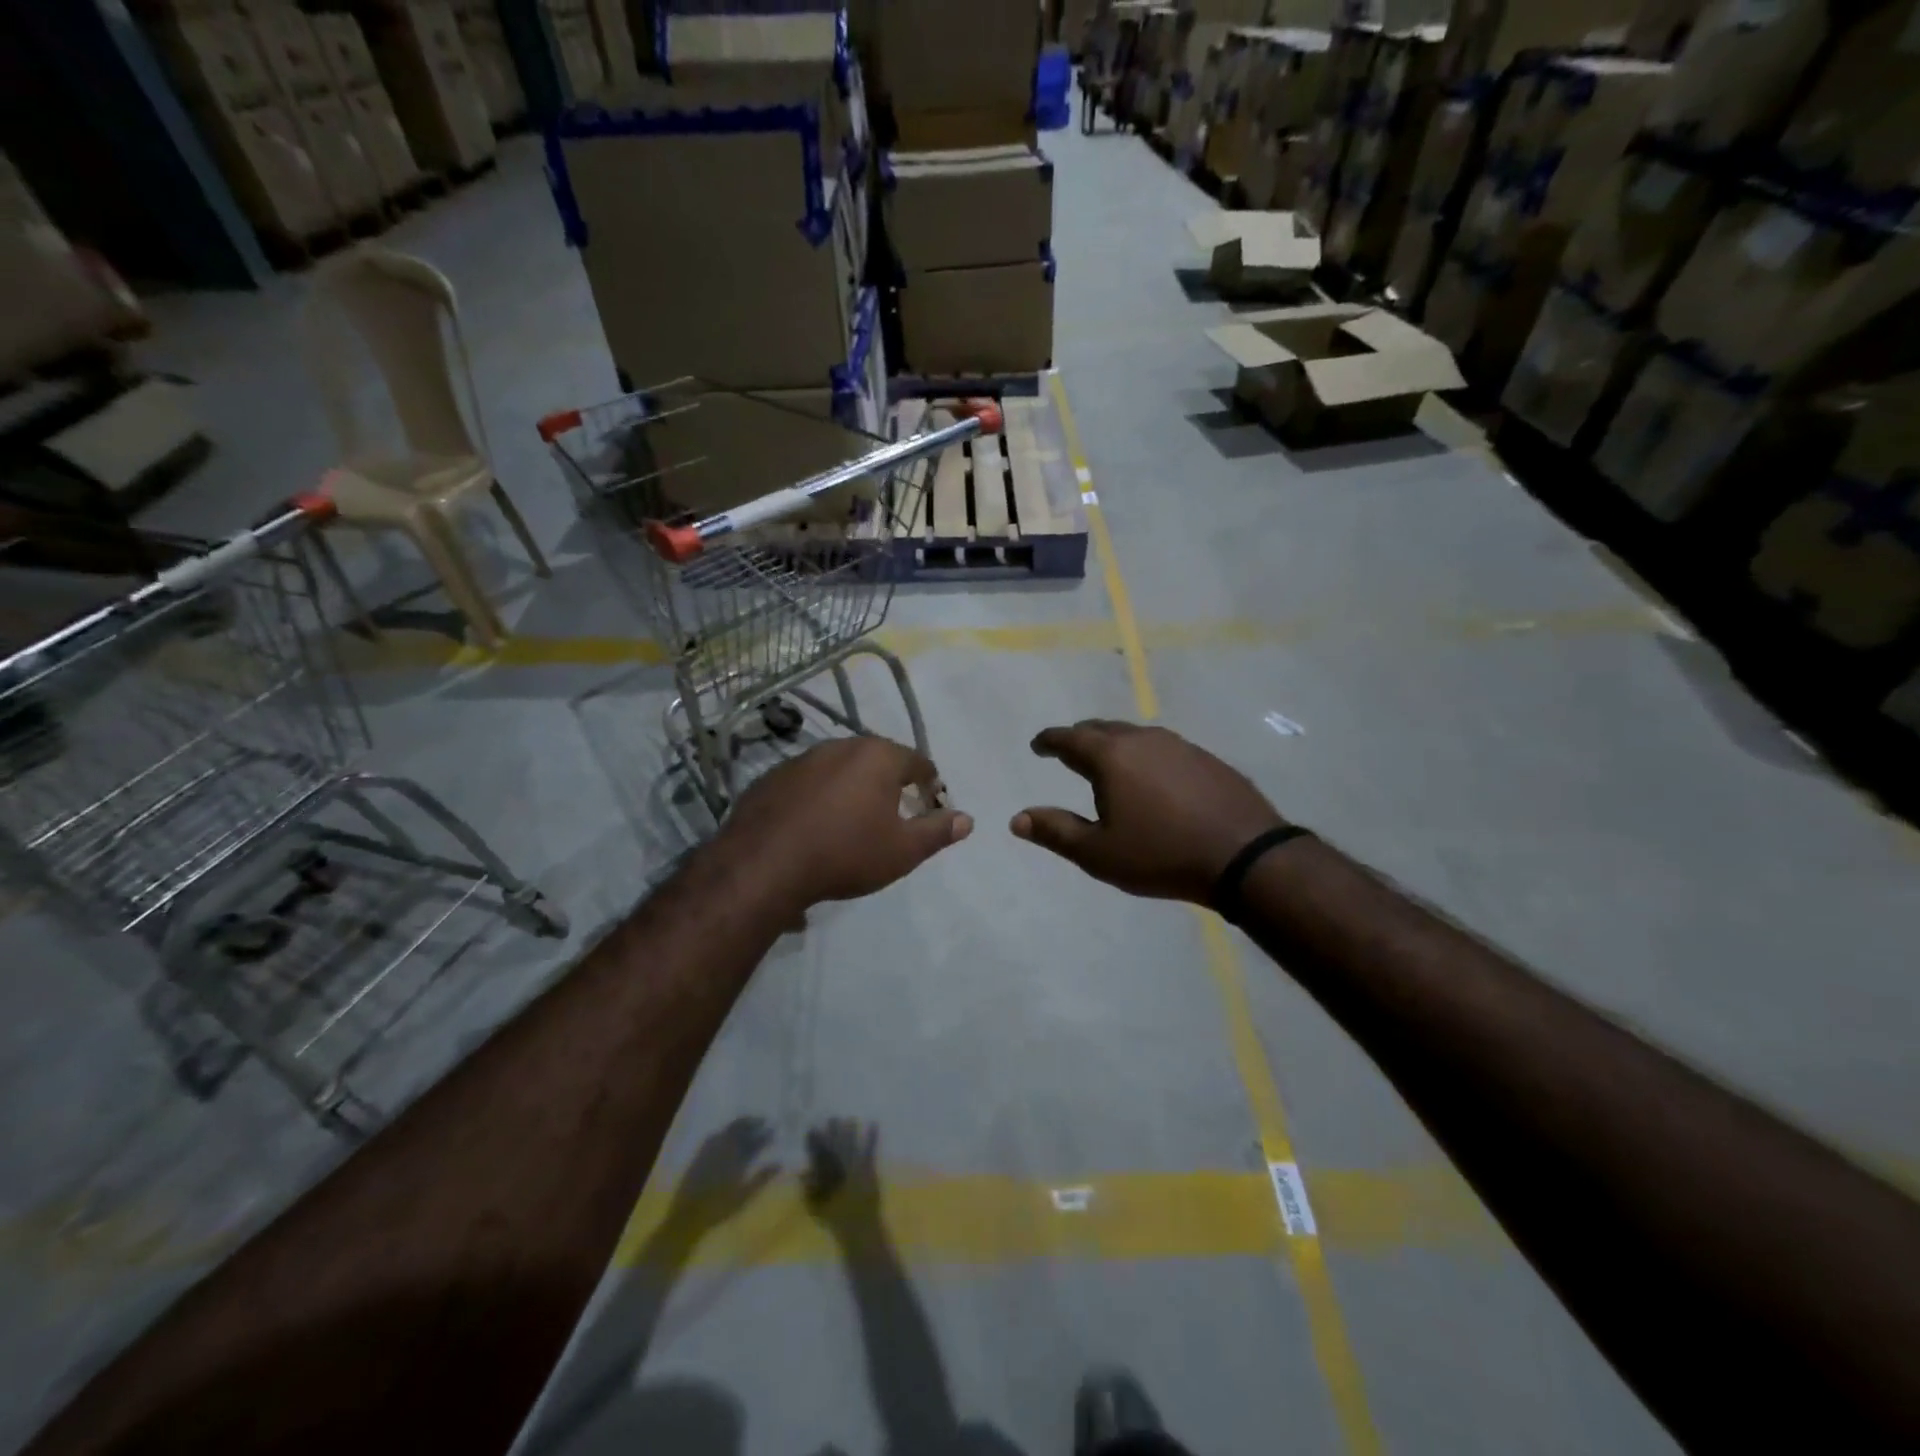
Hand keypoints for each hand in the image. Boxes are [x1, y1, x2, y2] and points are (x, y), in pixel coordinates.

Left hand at [660, 1117, 778, 1237]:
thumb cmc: (719, 1207)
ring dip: (740, 1124)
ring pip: (728, 1129)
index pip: (755, 1140)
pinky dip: (724, 1130)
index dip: (766, 1134)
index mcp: (737, 1156)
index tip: (774, 1129)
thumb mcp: (744, 1196)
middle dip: (753, 1123)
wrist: (687, 1216)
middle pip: (741, 1129)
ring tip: (748, 1122)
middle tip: (763, 1120)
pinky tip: (725, 1132)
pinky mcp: (699, 1153)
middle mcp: (724, 1147)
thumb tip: (780, 1162)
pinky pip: (715, 1134)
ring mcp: (710, 1149)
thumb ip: (762, 1177)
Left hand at [711, 737, 972, 913]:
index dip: (930, 784)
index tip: (930, 805)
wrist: (765, 864)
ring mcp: (802, 759)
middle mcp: (841, 746)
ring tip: (853, 820)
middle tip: (894, 814)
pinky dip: (819, 796)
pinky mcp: (773, 777)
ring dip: (852, 787)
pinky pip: (808, 782)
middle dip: (890, 782)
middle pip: (877, 759)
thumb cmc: (846, 853)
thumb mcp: (902, 851)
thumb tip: (967, 819)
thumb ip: (937, 832)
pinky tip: (815, 825)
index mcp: (878, 756)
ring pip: (840, 768)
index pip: (918, 761)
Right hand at [803, 1118, 882, 1235]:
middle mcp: (838, 1167)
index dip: (815, 1140)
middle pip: (834, 1144)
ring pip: (851, 1143)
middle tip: (833, 1118)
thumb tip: (803, 1172)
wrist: (858, 1227)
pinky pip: (870, 1148)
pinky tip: (873, 1124)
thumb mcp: (815, 1206)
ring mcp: (854, 1165)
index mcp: (825, 1176)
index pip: (818, 1153)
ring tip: (850, 1119)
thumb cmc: (835, 1218)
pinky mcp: (868, 1168)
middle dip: (833, 1130)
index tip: (813, 1129)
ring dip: (850, 1130)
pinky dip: (872, 1136)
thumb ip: (808, 1189)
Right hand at [1010, 721, 1285, 902]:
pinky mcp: (1206, 758)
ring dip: (1114, 744)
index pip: (1070, 738)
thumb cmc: (1161, 854)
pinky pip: (1162, 747)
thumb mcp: (1099, 853)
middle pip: (1102, 728)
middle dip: (1081, 737)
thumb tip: (1017, 819)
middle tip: (1069, 751)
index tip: (1038, 745)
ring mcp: (1179, 745)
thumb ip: (1055, 832)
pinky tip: (1152, 777)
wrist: (1244, 856)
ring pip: (1135, 734)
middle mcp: (1142, 739)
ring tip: (1108, 763)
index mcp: (1111, 756)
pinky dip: (1145, 755)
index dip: (1049, 740)